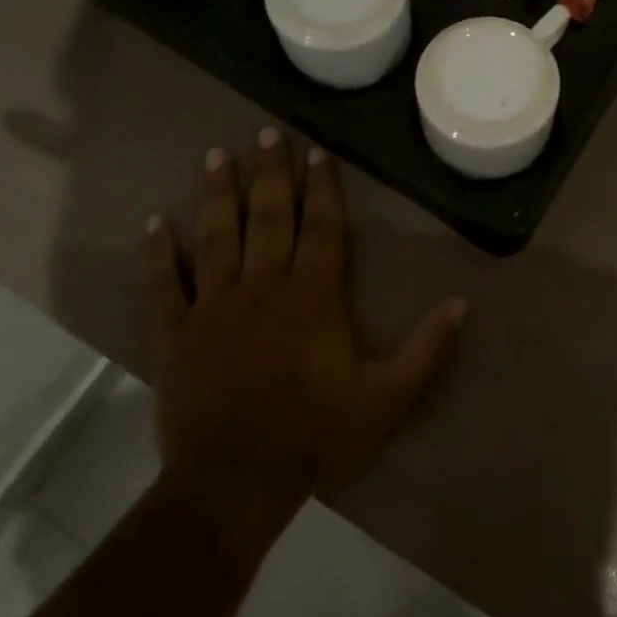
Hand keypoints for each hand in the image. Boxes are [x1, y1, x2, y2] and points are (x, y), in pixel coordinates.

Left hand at [143, 130, 467, 520]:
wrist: (236, 483)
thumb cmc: (316, 435)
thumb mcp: (386, 398)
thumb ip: (426, 349)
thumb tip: (463, 304)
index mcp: (312, 295)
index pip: (320, 227)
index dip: (322, 187)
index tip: (317, 152)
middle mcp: (262, 287)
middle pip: (267, 218)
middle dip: (269, 172)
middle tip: (266, 132)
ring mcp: (213, 307)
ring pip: (215, 238)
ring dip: (217, 195)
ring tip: (216, 156)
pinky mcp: (175, 334)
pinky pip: (163, 285)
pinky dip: (157, 254)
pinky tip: (154, 222)